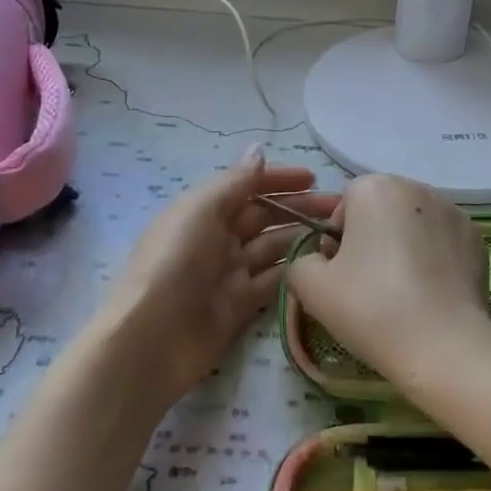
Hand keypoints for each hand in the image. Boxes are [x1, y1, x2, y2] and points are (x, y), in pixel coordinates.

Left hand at [104, 148, 336, 407]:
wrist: (150, 340)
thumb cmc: (174, 263)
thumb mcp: (200, 210)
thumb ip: (234, 181)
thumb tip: (259, 150)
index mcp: (203, 211)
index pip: (247, 186)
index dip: (279, 179)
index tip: (314, 178)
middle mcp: (217, 238)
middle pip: (265, 216)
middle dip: (299, 208)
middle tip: (340, 209)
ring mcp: (229, 274)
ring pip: (273, 248)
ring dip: (302, 237)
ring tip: (339, 234)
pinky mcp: (240, 307)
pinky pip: (273, 281)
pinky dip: (295, 271)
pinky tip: (322, 265)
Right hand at [284, 174, 490, 389]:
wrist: (442, 345)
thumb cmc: (371, 307)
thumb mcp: (311, 288)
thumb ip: (302, 263)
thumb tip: (318, 262)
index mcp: (375, 188)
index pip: (344, 207)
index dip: (337, 241)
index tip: (340, 275)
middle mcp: (417, 188)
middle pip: (381, 211)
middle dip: (372, 240)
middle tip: (368, 286)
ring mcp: (453, 211)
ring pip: (414, 226)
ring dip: (404, 247)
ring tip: (403, 293)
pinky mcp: (476, 239)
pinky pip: (443, 242)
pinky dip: (434, 260)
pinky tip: (430, 294)